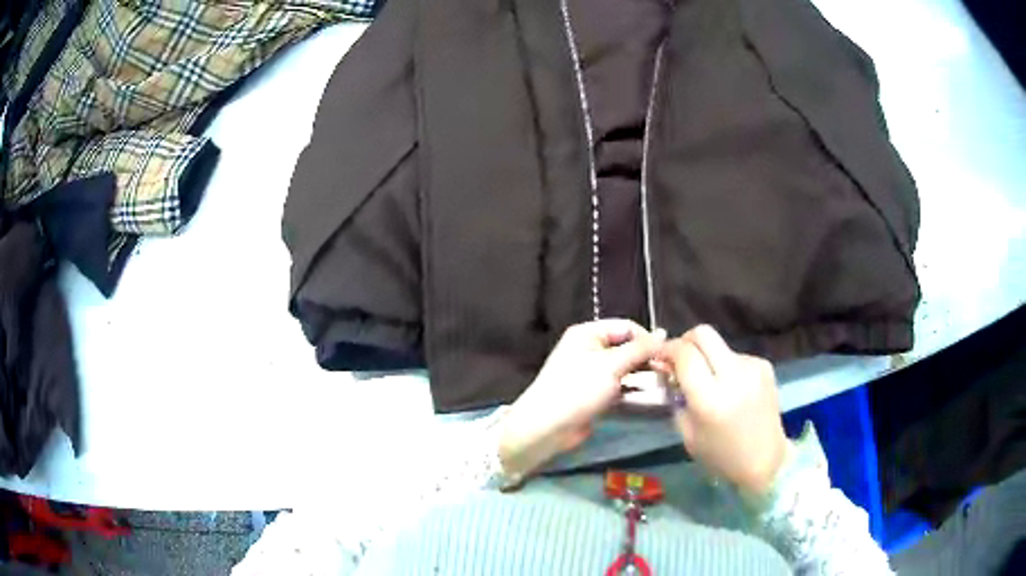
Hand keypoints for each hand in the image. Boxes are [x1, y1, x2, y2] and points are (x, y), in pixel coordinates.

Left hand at [498, 320, 662, 480]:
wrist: (548, 427)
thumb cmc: (578, 389)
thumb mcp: (611, 365)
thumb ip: (639, 349)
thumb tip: (664, 334)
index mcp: (588, 333)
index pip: (626, 327)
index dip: (647, 338)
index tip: (667, 356)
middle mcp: (590, 348)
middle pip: (627, 347)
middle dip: (647, 358)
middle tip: (669, 372)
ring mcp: (592, 373)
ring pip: (625, 368)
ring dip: (642, 375)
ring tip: (664, 384)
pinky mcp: (595, 394)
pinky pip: (619, 386)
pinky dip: (632, 389)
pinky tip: (649, 397)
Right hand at [653, 325, 788, 494]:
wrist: (766, 460)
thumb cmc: (721, 455)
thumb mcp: (688, 433)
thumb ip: (676, 397)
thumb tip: (668, 368)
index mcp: (710, 399)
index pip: (684, 354)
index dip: (667, 350)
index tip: (659, 357)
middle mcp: (734, 376)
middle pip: (703, 334)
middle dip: (686, 341)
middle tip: (679, 358)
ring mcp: (752, 368)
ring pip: (720, 345)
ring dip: (708, 357)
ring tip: (709, 381)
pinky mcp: (765, 366)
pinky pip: (736, 356)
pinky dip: (726, 366)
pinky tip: (730, 388)